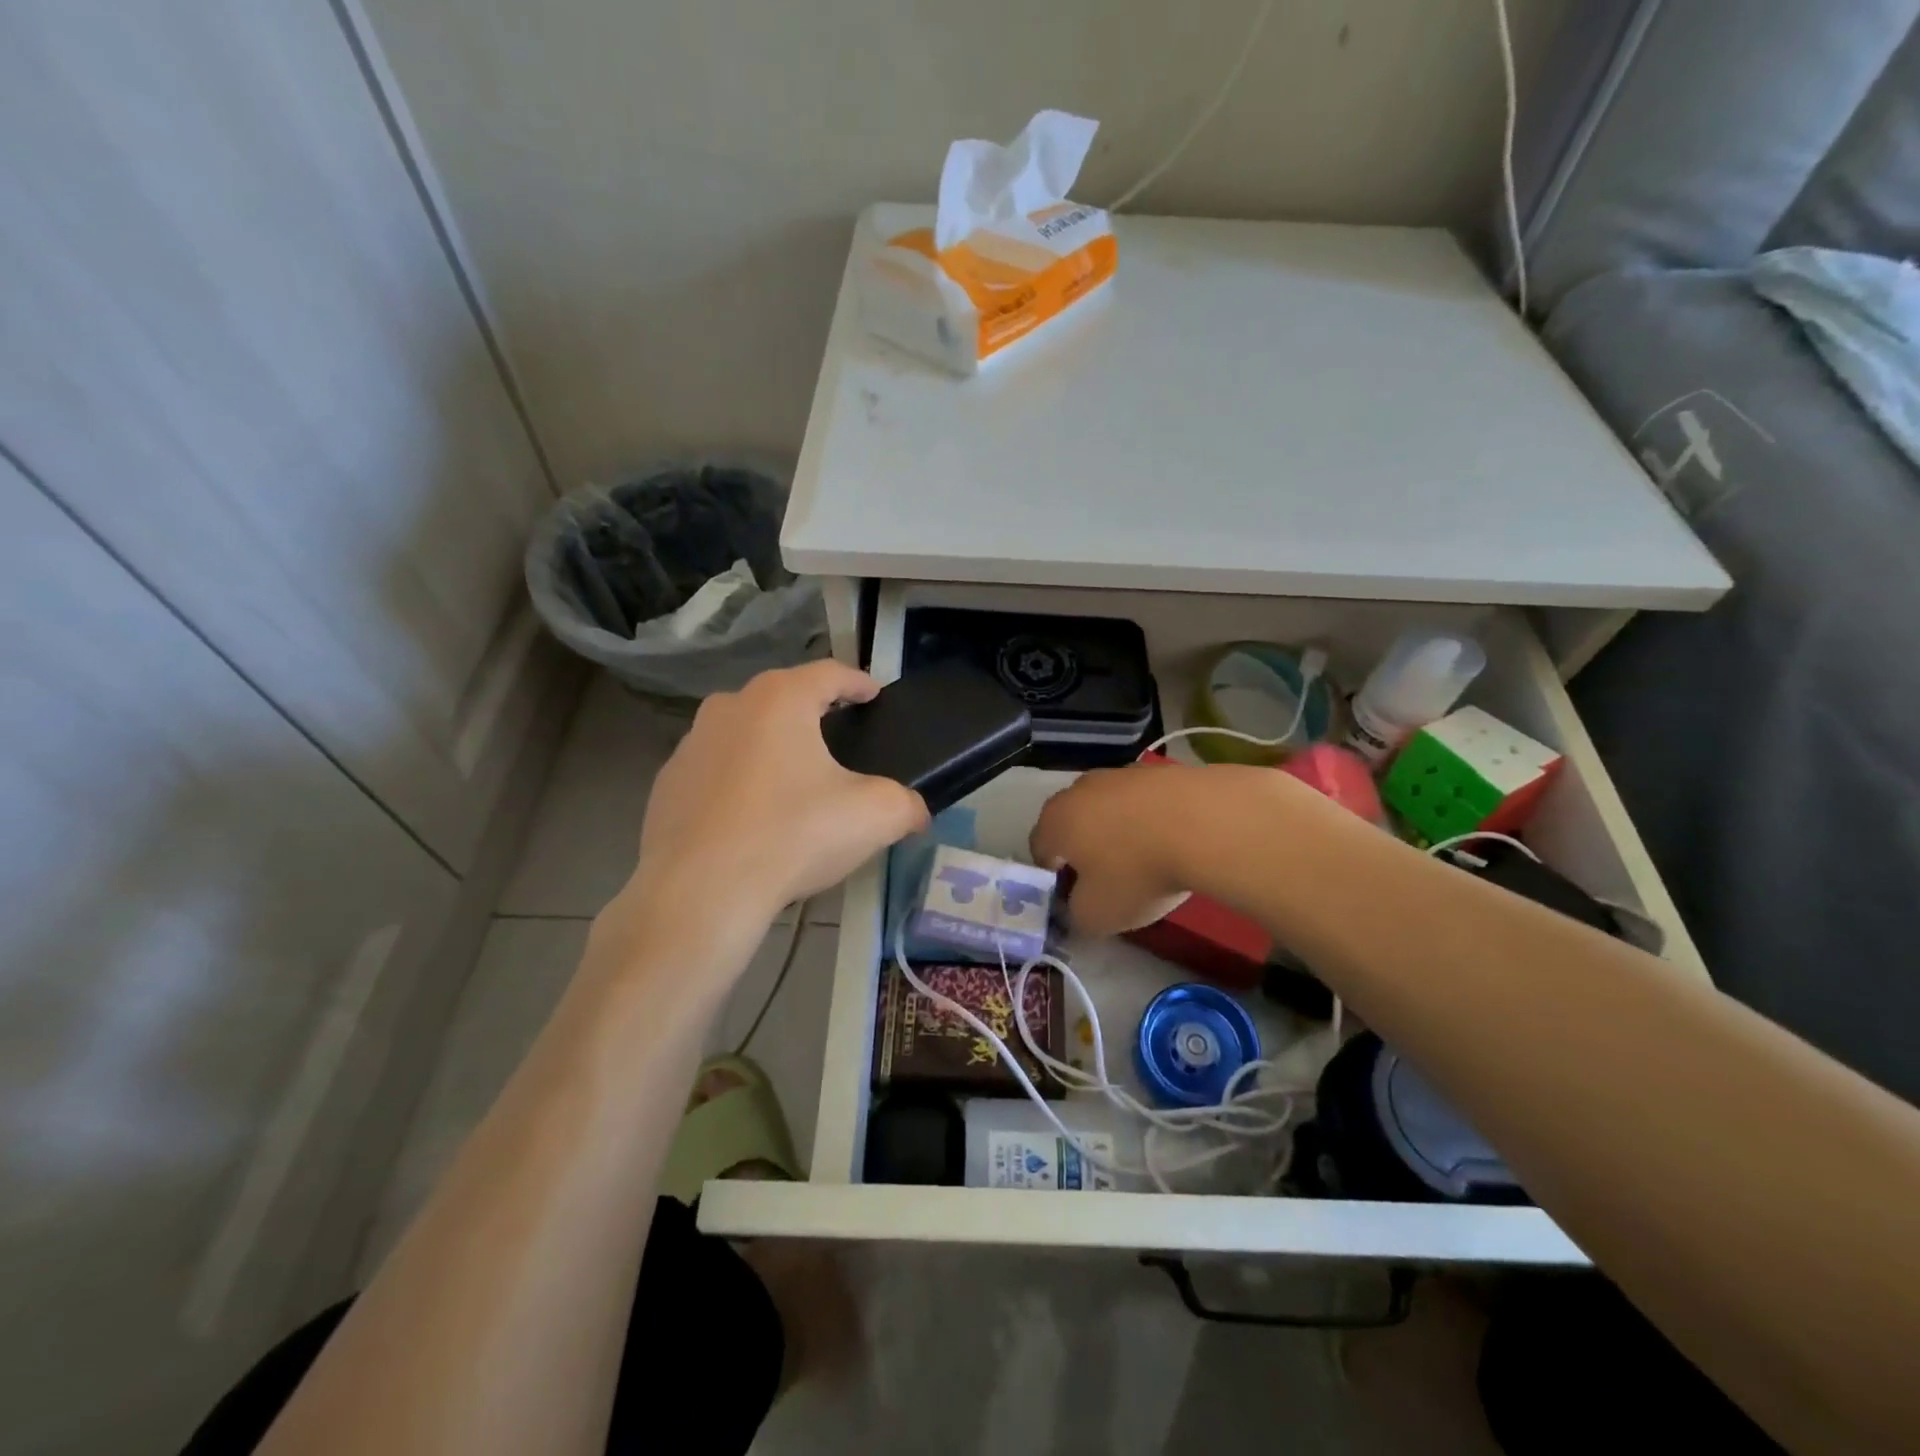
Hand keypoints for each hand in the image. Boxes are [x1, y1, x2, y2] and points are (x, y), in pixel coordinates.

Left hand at [630, 661, 929, 929]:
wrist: (700, 893)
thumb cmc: (792, 835)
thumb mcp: (873, 816)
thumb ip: (905, 804)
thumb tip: (917, 813)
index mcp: (780, 699)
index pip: (830, 673)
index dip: (858, 682)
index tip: (874, 695)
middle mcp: (730, 707)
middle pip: (783, 698)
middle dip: (813, 713)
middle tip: (839, 739)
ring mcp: (690, 744)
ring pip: (745, 732)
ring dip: (772, 746)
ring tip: (795, 782)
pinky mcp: (666, 784)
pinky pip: (716, 770)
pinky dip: (738, 781)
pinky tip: (752, 817)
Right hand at [1030, 762, 1205, 936]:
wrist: (1204, 823)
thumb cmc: (1137, 871)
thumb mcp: (1097, 914)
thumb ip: (1076, 915)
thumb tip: (1078, 907)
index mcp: (1055, 822)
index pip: (1039, 850)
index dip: (1053, 877)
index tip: (1075, 897)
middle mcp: (1079, 790)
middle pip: (1072, 823)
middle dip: (1084, 849)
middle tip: (1107, 879)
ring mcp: (1119, 774)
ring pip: (1107, 808)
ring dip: (1117, 831)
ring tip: (1146, 859)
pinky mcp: (1157, 770)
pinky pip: (1142, 801)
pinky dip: (1149, 818)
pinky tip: (1171, 840)